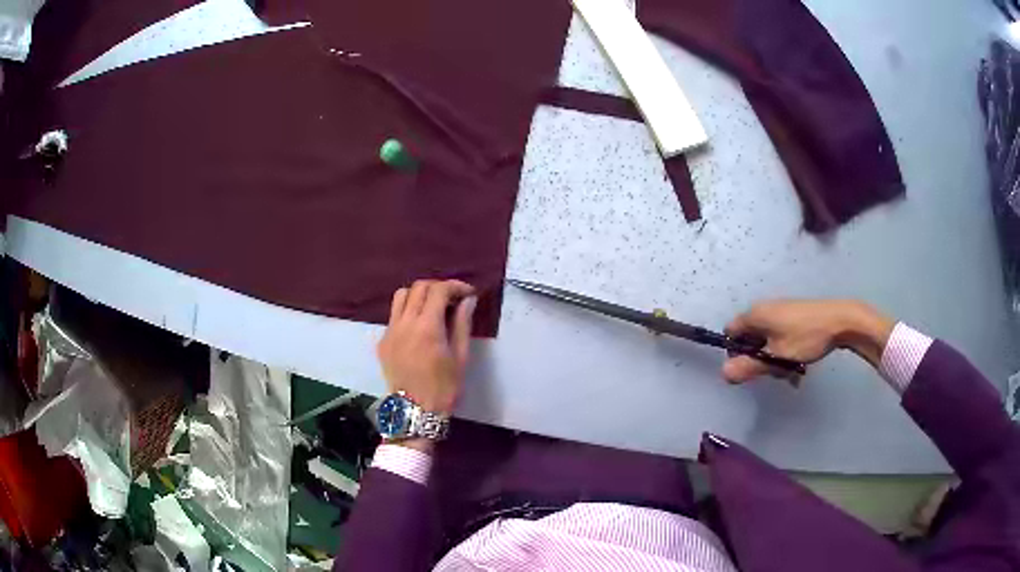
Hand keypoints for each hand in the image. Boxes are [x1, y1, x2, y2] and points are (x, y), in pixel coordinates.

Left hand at [378, 279, 476, 415]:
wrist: (414, 412)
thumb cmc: (444, 388)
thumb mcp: (460, 357)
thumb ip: (462, 324)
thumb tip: (468, 300)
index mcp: (427, 327)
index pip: (439, 290)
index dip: (456, 286)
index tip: (468, 294)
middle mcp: (404, 323)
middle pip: (419, 287)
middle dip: (438, 287)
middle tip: (453, 299)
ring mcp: (389, 331)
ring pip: (401, 296)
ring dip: (419, 295)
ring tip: (433, 307)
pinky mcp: (382, 341)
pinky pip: (394, 315)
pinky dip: (408, 311)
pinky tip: (419, 326)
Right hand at [722, 300, 893, 383]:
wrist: (840, 321)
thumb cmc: (806, 338)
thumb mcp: (776, 357)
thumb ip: (749, 367)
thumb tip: (723, 374)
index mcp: (755, 315)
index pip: (731, 333)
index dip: (735, 352)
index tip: (749, 368)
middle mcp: (764, 309)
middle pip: (749, 338)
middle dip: (758, 359)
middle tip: (774, 371)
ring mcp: (780, 311)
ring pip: (767, 340)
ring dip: (774, 359)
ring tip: (791, 370)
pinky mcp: (793, 315)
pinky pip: (780, 336)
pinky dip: (785, 351)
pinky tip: (799, 363)